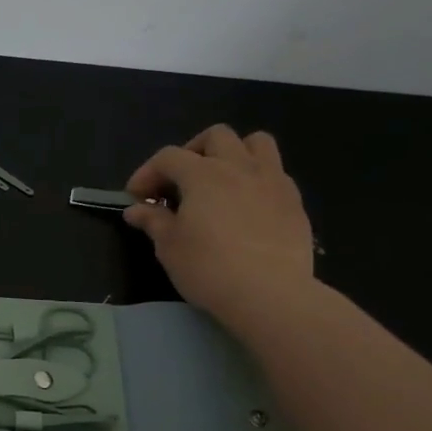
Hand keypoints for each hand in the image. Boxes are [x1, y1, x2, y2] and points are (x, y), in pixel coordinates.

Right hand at [123, 125, 314, 335]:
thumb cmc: (209, 268)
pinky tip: (247, 205)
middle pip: (215, 136)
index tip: (137, 197)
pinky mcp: (294, 201)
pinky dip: (256, 179)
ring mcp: (272, 180)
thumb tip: (136, 209)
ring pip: (255, 143)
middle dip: (192, 152)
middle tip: (180, 182)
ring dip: (233, 153)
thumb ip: (153, 221)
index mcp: (203, 174)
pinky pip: (275, 173)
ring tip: (221, 180)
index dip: (147, 172)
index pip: (168, 157)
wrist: (270, 294)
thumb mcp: (169, 247)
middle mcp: (239, 166)